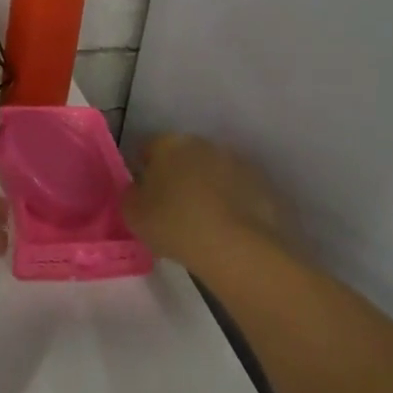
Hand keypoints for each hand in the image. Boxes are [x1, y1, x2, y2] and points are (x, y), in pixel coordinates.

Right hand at [124, 134, 286, 271]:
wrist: (236, 248)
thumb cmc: (174, 225)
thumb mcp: (133, 214)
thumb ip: (131, 195)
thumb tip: (139, 190)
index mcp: (168, 144)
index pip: (149, 150)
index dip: (144, 172)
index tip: (145, 196)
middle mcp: (202, 144)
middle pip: (183, 157)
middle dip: (177, 176)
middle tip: (172, 208)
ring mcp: (235, 162)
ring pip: (212, 172)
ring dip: (205, 187)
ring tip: (202, 221)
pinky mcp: (261, 184)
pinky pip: (236, 190)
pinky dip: (230, 202)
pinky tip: (226, 228)